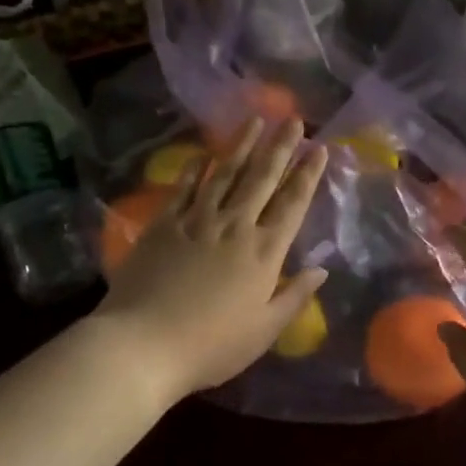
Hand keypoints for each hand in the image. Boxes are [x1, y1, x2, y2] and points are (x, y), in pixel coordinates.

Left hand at [94, 119, 328, 403]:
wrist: (144, 344)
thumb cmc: (212, 346)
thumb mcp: (264, 331)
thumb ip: (294, 296)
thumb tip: (321, 269)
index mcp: (263, 253)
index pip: (292, 204)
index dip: (307, 174)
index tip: (319, 148)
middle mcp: (234, 226)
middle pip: (261, 178)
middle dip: (280, 147)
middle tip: (293, 119)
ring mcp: (196, 221)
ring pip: (224, 173)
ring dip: (242, 145)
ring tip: (255, 120)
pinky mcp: (163, 225)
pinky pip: (184, 188)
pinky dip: (195, 168)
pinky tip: (204, 154)